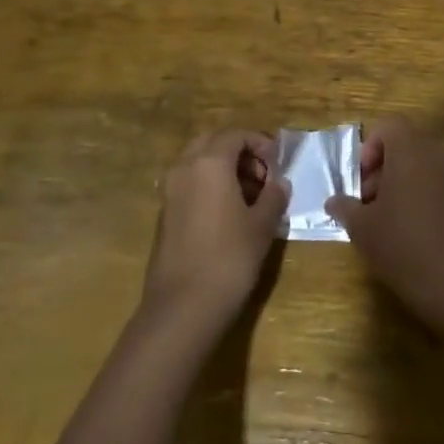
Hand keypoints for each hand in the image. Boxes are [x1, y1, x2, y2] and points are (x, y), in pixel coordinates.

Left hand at [140, 130, 286, 331]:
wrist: (182, 308)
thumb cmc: (229, 258)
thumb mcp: (262, 226)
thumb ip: (274, 196)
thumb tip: (279, 183)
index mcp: (209, 163)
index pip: (236, 135)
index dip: (260, 143)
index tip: (278, 163)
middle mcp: (184, 169)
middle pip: (212, 143)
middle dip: (239, 152)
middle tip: (263, 175)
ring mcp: (170, 192)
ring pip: (198, 163)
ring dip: (224, 170)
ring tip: (251, 197)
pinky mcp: (164, 215)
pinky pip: (189, 185)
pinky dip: (209, 187)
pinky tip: (230, 215)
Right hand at [326, 116, 443, 326]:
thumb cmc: (400, 243)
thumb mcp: (361, 226)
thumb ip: (344, 206)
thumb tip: (334, 201)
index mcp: (410, 149)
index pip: (388, 125)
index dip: (369, 148)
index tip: (360, 180)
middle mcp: (436, 152)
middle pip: (404, 143)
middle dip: (382, 166)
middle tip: (367, 200)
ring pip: (420, 163)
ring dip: (399, 180)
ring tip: (383, 217)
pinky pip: (434, 181)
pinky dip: (418, 193)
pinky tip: (405, 227)